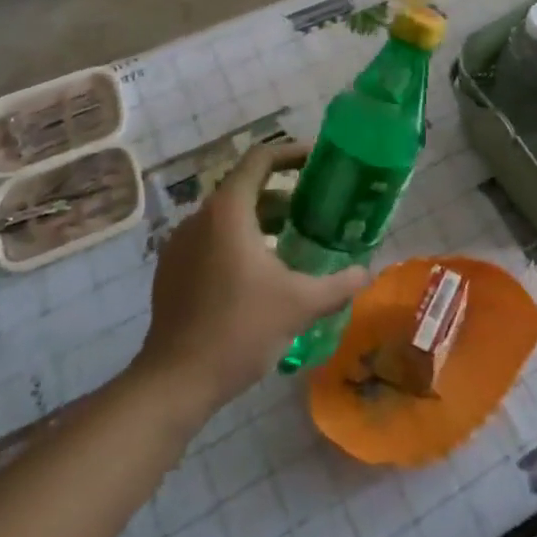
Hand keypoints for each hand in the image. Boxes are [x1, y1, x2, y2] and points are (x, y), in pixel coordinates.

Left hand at [136, 143, 367, 415]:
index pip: (261, 158)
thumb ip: (339, 284)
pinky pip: (210, 239)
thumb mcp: (300, 305)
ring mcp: (179, 244)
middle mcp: (200, 217)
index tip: (319, 160)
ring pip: (227, 216)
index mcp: (229, 211)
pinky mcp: (171, 270)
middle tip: (316, 207)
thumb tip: (366, 273)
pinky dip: (237, 241)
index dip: (292, 152)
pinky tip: (259, 273)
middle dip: (283, 193)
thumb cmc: (240, 330)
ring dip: (261, 220)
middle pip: (246, 187)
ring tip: (293, 241)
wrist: (174, 384)